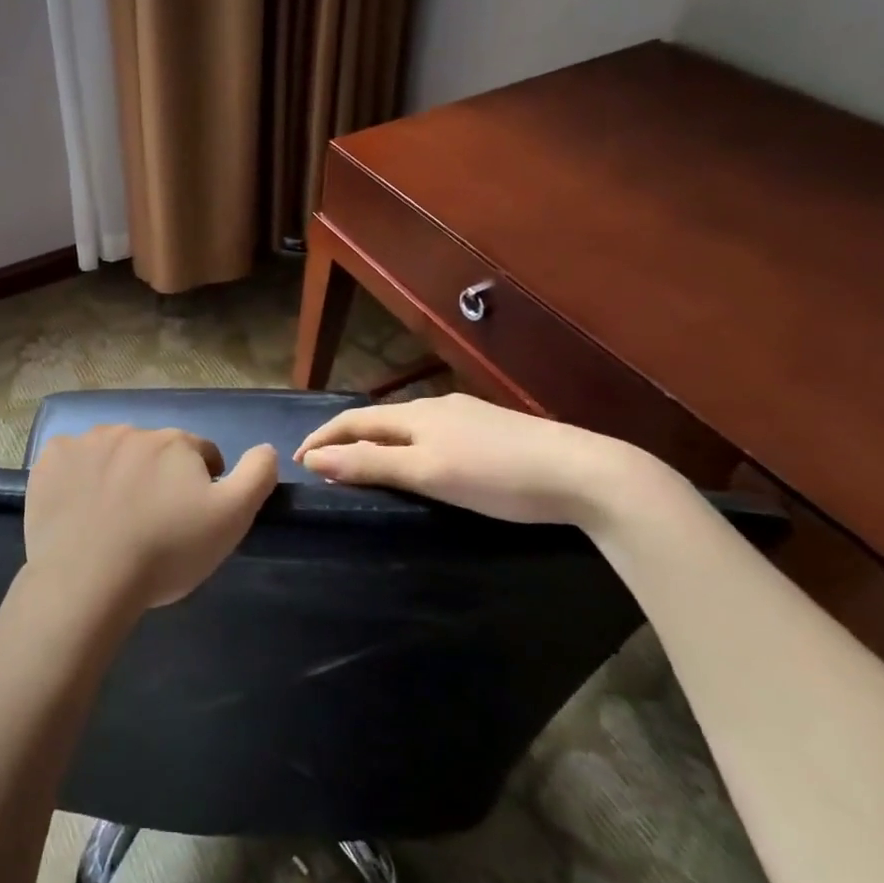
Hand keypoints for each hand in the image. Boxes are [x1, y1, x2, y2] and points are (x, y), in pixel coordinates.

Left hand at [24, 426, 279, 613]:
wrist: (89, 578)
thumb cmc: (166, 550)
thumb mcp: (230, 519)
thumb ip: (256, 476)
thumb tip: (268, 448)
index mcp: (174, 442)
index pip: (200, 453)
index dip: (201, 482)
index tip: (191, 515)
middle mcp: (130, 430)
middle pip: (153, 450)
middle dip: (157, 476)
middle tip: (151, 520)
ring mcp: (85, 442)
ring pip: (111, 453)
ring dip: (117, 473)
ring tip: (112, 518)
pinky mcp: (50, 460)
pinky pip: (71, 462)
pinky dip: (77, 478)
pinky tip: (77, 510)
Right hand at [294, 393, 653, 526]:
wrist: (586, 473)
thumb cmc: (497, 476)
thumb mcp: (426, 473)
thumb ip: (370, 464)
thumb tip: (314, 458)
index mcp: (416, 415)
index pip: (353, 420)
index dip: (322, 437)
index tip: (297, 459)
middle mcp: (437, 406)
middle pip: (379, 420)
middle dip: (347, 438)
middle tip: (326, 464)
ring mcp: (469, 416)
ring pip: (410, 426)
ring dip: (379, 442)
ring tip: (368, 465)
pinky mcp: (496, 430)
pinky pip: (436, 433)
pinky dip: (411, 446)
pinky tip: (427, 461)